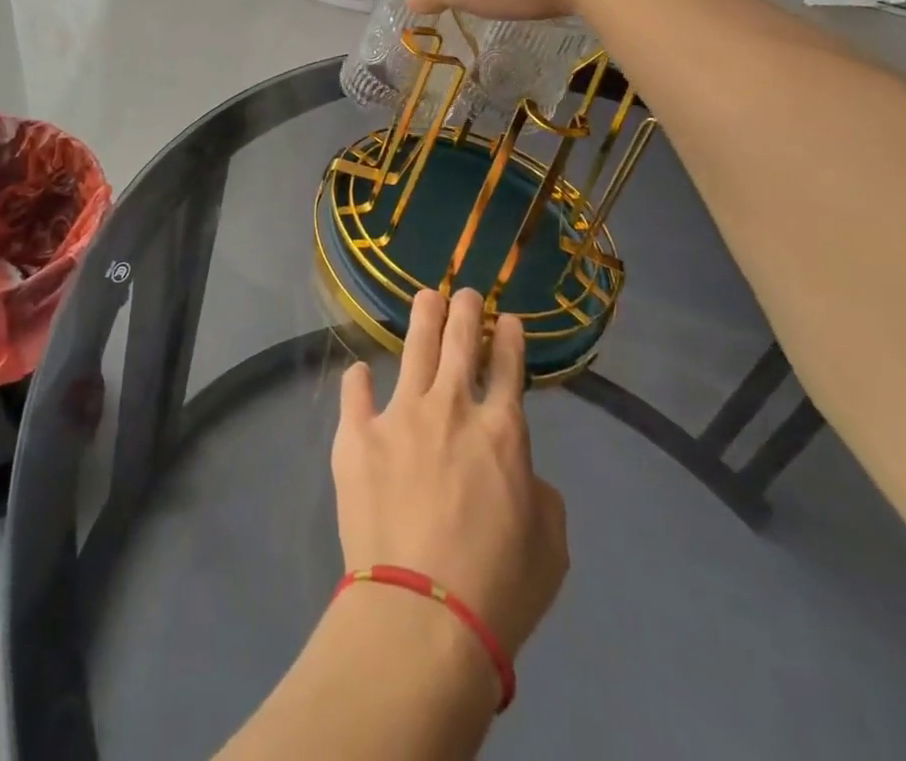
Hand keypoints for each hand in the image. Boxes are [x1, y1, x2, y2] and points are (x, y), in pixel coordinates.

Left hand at [331, 288, 569, 658]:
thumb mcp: (550, 548)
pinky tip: (359, 372)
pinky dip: (359, 381)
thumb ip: (540, 496)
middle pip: (460, 343)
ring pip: (414, 350)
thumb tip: (521, 471)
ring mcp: (400, 415)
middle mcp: (452, 409)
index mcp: (502, 432)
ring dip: (423, 319)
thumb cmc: (497, 588)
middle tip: (466, 292)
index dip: (509, 340)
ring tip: (426, 296)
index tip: (508, 320)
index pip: (509, 369)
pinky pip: (355, 394)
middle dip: (467, 312)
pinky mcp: (357, 435)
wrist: (422, 612)